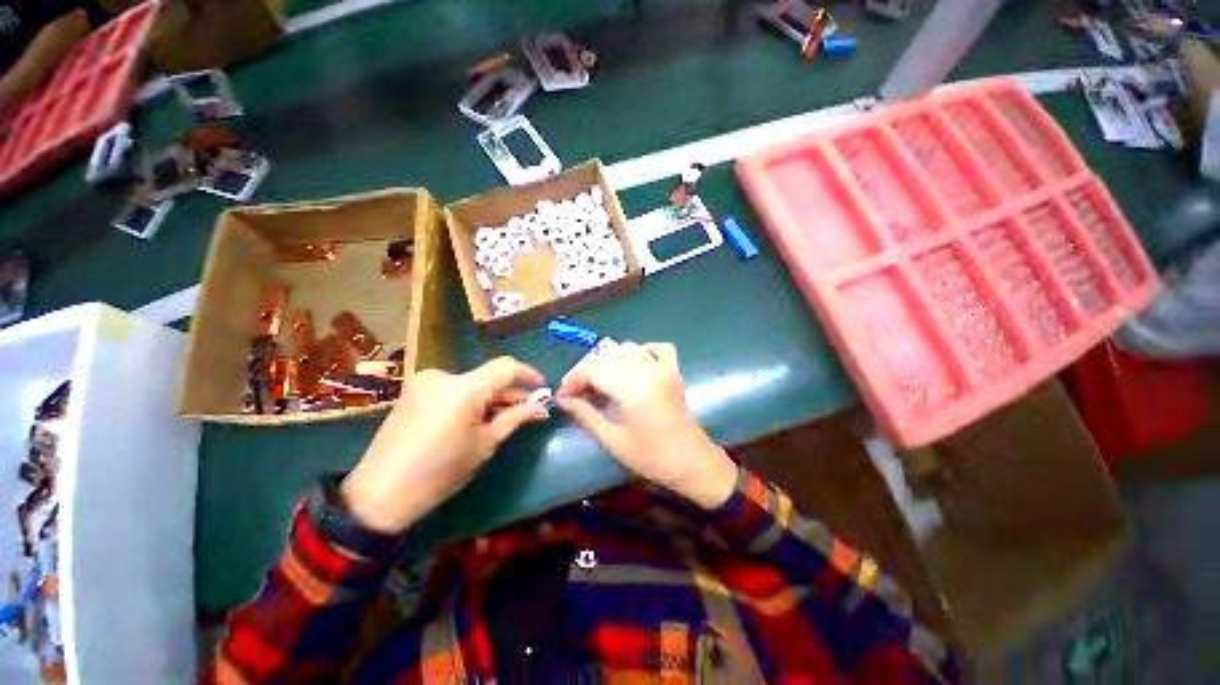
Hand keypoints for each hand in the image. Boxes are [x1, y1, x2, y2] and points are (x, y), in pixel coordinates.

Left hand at [341, 357, 548, 533]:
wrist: (377, 495)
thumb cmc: (440, 472)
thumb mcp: (485, 445)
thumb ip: (515, 418)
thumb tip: (541, 406)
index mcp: (464, 388)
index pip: (506, 367)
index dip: (528, 374)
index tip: (542, 388)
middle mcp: (444, 376)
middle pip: (488, 377)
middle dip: (509, 393)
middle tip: (527, 413)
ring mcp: (424, 383)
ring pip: (471, 385)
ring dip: (489, 399)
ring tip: (500, 422)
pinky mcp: (413, 393)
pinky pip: (452, 391)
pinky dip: (469, 402)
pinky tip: (472, 422)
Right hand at [557, 342, 737, 508]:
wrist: (691, 463)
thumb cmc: (651, 458)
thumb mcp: (613, 441)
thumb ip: (587, 415)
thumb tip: (563, 400)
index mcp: (633, 389)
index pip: (595, 370)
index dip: (575, 380)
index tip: (563, 395)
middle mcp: (648, 371)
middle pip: (607, 357)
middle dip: (587, 371)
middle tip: (577, 392)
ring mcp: (663, 368)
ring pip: (628, 349)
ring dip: (608, 361)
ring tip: (598, 381)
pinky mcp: (673, 371)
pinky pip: (658, 349)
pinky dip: (642, 351)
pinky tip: (632, 364)